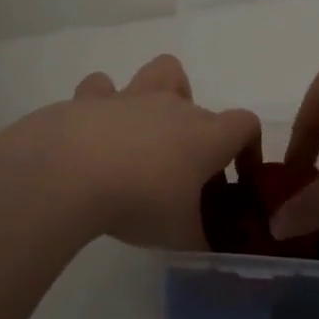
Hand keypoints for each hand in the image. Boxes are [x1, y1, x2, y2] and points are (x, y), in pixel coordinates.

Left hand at [0, 55, 260, 251]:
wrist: (70, 175)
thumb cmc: (139, 203)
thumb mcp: (179, 236)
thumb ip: (199, 239)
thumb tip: (207, 247)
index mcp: (205, 136)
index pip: (245, 124)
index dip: (249, 146)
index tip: (238, 175)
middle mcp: (174, 107)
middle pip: (201, 104)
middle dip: (198, 133)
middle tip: (181, 171)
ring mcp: (131, 97)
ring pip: (160, 71)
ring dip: (159, 94)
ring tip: (146, 132)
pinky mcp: (89, 98)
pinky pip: (102, 88)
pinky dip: (102, 104)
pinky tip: (95, 131)